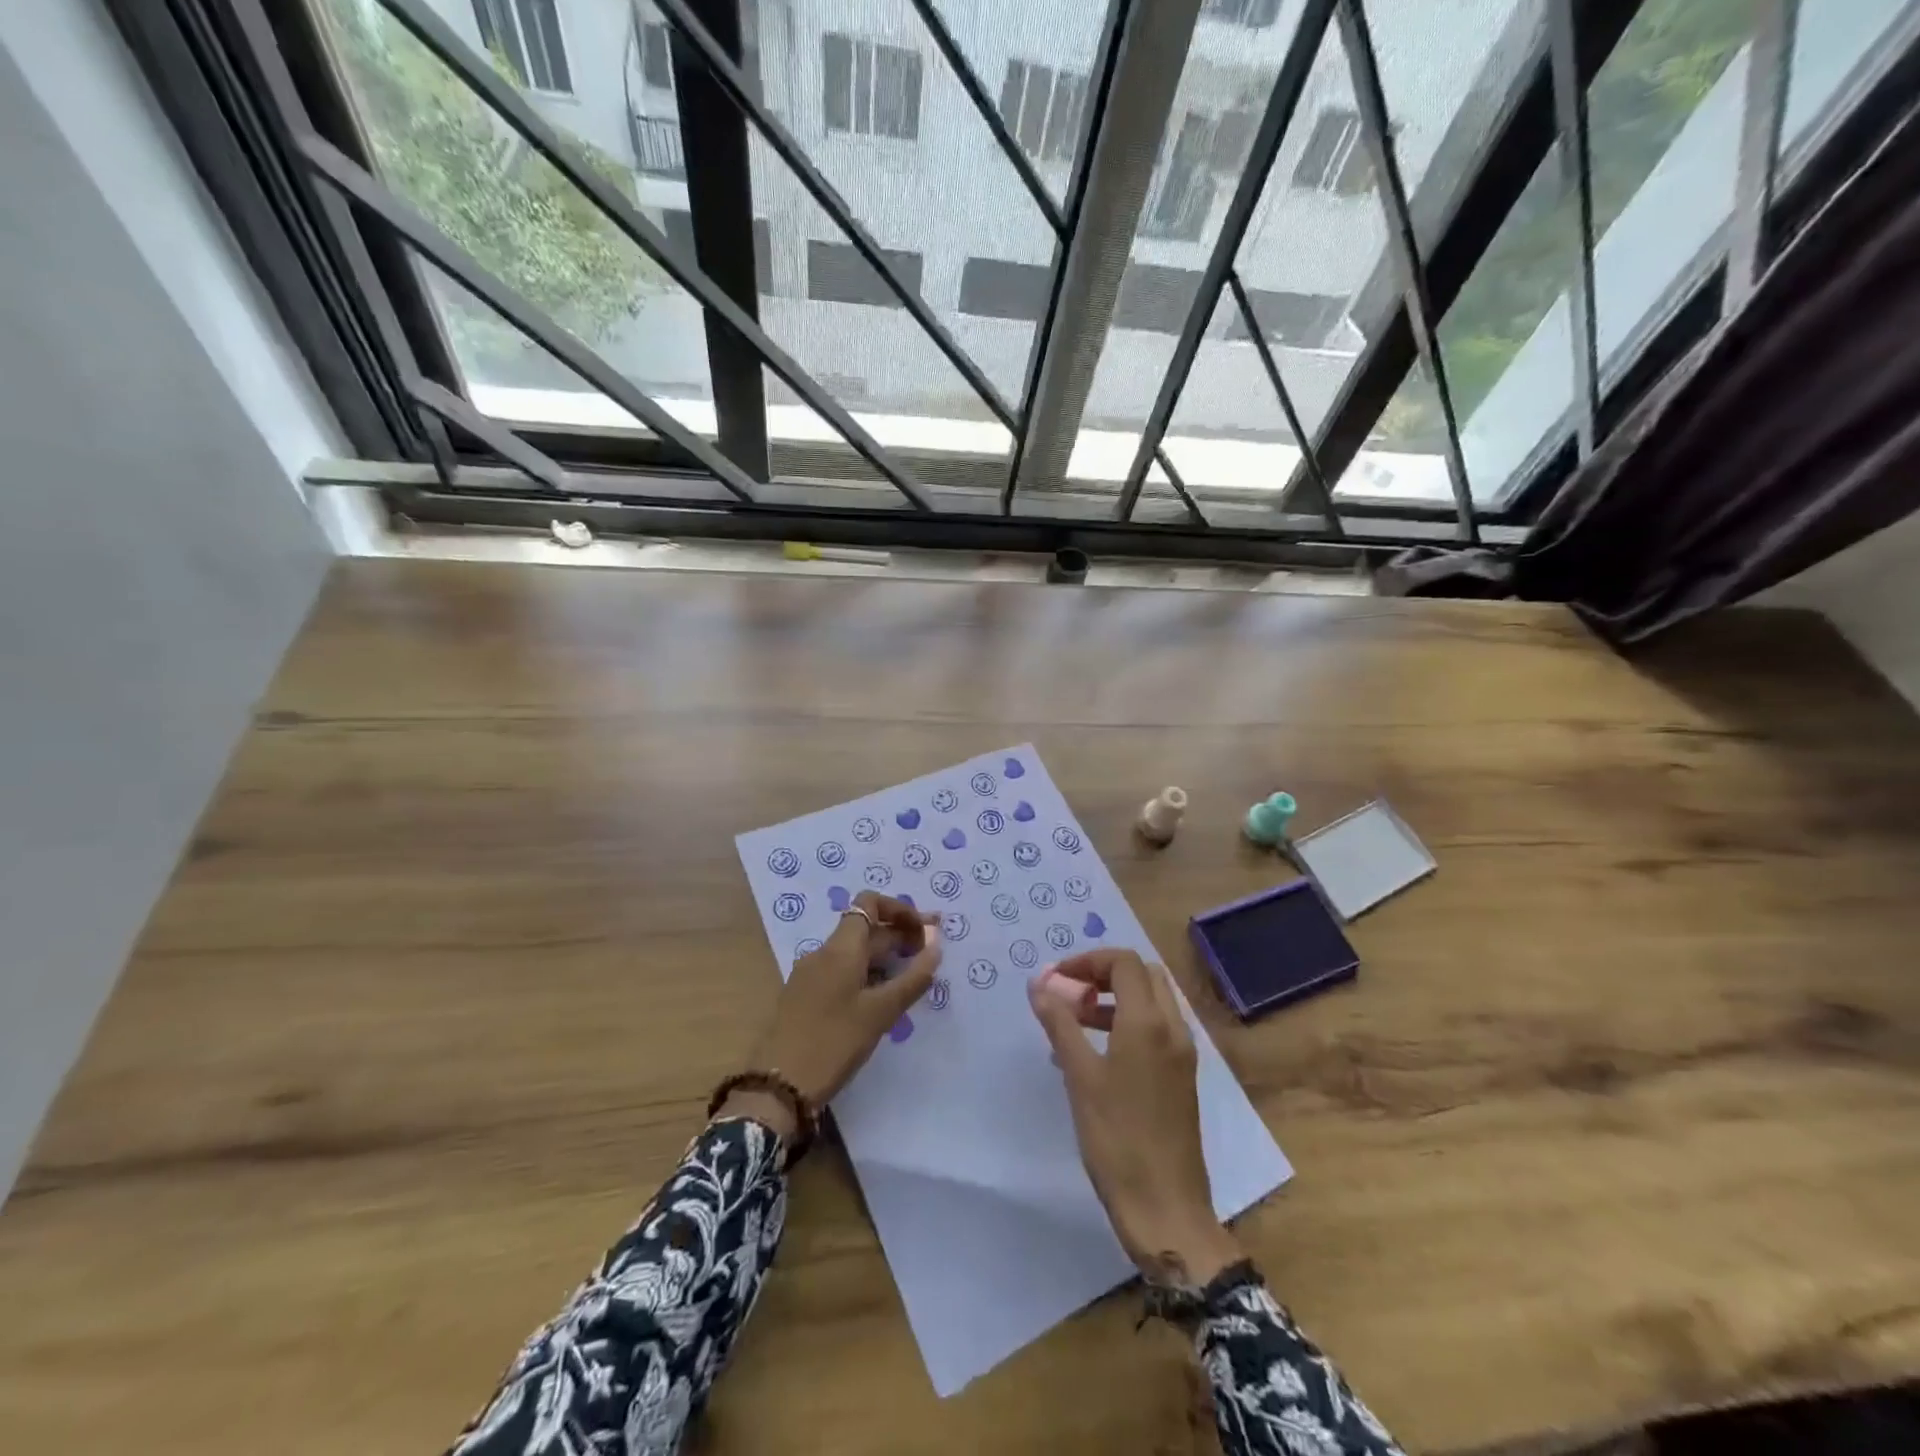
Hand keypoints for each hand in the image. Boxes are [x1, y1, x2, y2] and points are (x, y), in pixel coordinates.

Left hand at [728, 893, 940, 1132]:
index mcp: (840, 948)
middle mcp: (823, 953)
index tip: (925, 931)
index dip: (900, 909)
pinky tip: (883, 998)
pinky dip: (868, 974)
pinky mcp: (806, 997)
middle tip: (931, 955)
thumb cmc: (833, 1042)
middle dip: (900, 935)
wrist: (778, 1086)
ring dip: (885, 957)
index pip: (869, 903)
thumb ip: (913, 978)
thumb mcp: (880, 1012)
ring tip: (913, 978)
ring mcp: (811, 975)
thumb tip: (936, 945)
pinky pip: (843, 972)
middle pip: (865, 929)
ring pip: (854, 953)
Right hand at [1027, 949, 1242, 1283]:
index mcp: (1150, 1022)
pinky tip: (1095, 1053)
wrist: (1166, 1209)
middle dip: (1104, 974)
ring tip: (1075, 1021)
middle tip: (1070, 994)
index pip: (1124, 962)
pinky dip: (1128, 1022)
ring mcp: (1182, 1053)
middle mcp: (1173, 1028)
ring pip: (1152, 1001)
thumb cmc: (1118, 1139)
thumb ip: (1060, 1023)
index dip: (1087, 961)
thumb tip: (1039, 984)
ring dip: (1115, 998)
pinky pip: (1156, 1028)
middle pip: (1143, 974)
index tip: (1056, 979)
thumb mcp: (1080, 1077)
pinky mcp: (1182, 1076)